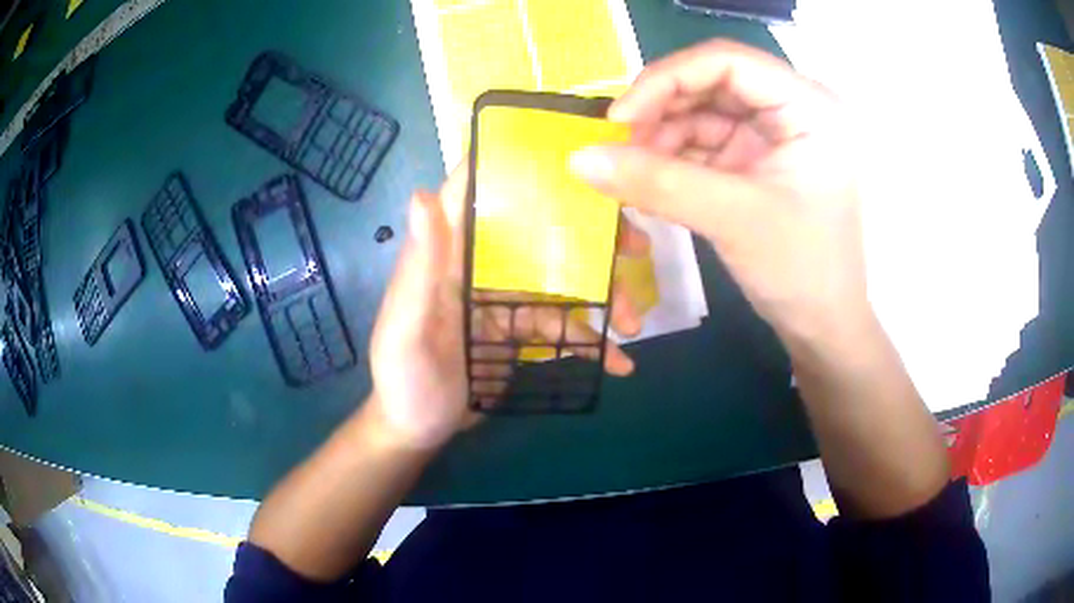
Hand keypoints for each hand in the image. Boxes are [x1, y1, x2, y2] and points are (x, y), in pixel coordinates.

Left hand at [366, 164, 648, 450]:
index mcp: (450, 254)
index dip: (516, 165)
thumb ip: (418, 268)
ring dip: (603, 297)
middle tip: (637, 246)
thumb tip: (422, 194)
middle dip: (591, 236)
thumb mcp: (405, 328)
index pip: (479, 192)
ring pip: (564, 282)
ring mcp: (505, 299)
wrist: (416, 430)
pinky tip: (619, 362)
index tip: (570, 155)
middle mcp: (480, 266)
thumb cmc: (403, 378)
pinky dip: (592, 341)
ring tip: (632, 325)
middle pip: (540, 234)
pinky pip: (563, 327)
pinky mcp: (520, 330)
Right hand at [569, 40, 867, 345]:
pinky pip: (704, 142)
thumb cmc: (801, 269)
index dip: (668, 79)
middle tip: (619, 145)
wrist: (821, 325)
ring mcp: (772, 133)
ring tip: (632, 171)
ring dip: (662, 136)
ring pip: (702, 111)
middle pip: (711, 81)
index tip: (620, 118)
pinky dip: (673, 157)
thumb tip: (578, 158)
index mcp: (808, 106)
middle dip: (661, 109)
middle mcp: (791, 107)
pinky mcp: (755, 159)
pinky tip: (649, 178)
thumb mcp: (732, 219)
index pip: (728, 61)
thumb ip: (656, 183)